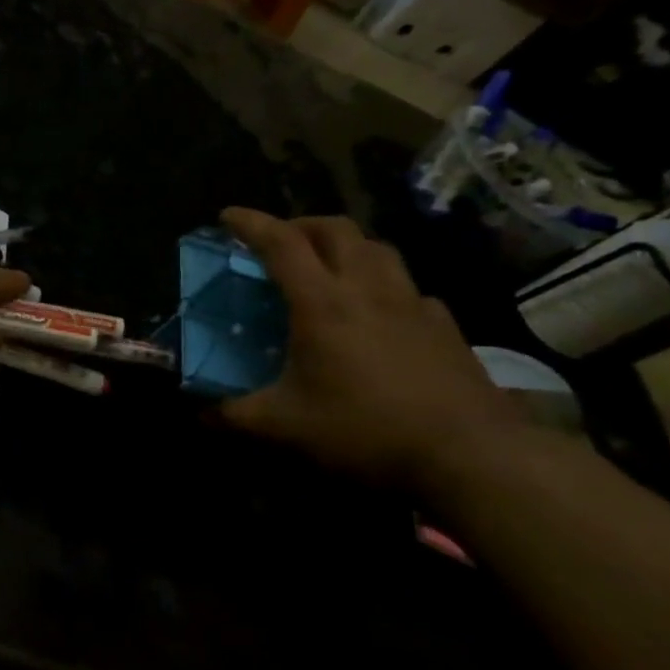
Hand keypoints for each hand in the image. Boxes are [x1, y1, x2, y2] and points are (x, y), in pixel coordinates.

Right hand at [217, 209, 530, 491]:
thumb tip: (200, 415)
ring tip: (326, 265)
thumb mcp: (284, 427)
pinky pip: (408, 286)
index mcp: (322, 303)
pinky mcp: (444, 325)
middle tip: (278, 241)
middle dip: (300, 224)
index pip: (281, 244)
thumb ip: (234, 416)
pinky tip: (378, 311)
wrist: (469, 453)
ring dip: (344, 244)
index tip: (227, 216)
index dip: (251, 223)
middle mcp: (368, 289)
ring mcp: (412, 304)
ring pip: (377, 248)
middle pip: (335, 229)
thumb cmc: (364, 429)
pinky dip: (382, 283)